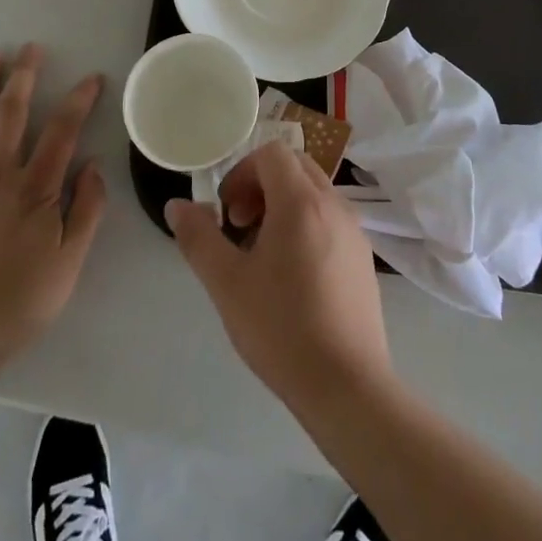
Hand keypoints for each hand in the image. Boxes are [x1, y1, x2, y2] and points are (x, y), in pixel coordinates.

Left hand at [0, 46, 106, 369]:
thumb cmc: (20, 302)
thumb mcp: (70, 262)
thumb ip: (86, 210)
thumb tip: (94, 166)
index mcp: (35, 189)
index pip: (62, 131)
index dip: (79, 100)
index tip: (92, 78)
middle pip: (13, 113)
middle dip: (25, 76)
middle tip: (30, 47)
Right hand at [165, 143, 392, 411]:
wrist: (347, 387)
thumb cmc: (282, 329)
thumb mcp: (227, 284)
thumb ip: (198, 238)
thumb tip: (177, 206)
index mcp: (301, 201)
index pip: (271, 153)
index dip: (241, 173)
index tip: (227, 213)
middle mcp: (333, 204)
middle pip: (294, 166)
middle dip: (261, 185)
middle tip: (241, 227)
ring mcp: (354, 230)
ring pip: (314, 192)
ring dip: (283, 205)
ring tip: (263, 254)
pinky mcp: (364, 258)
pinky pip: (330, 218)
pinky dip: (306, 225)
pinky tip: (293, 276)